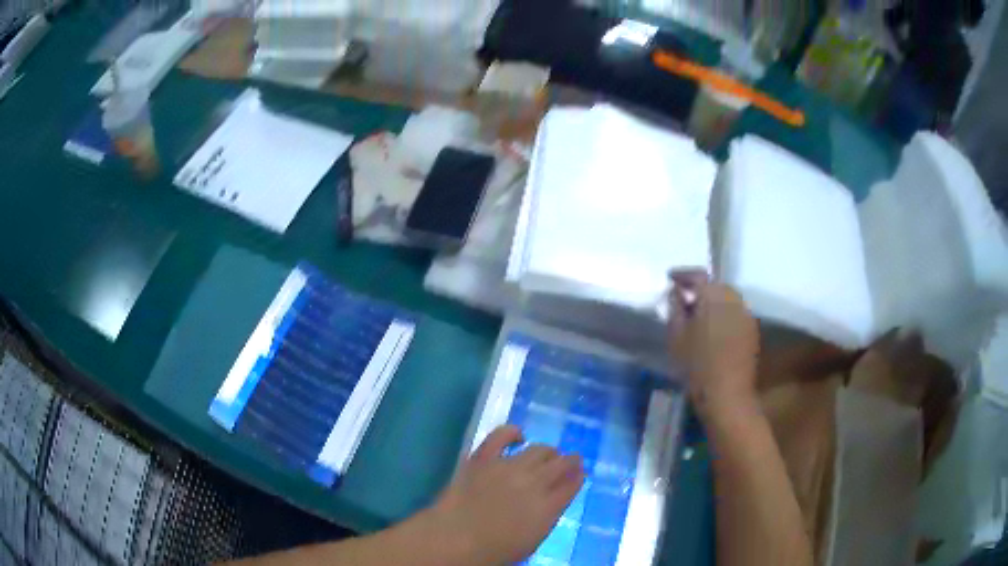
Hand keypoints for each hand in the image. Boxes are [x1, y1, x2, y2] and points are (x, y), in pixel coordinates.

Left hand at [429, 426, 583, 564]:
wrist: (456, 539)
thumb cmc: (495, 550)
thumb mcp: (533, 539)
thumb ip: (547, 516)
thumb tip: (554, 500)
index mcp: (549, 506)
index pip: (573, 483)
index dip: (577, 476)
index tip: (578, 473)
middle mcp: (535, 482)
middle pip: (561, 463)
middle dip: (568, 461)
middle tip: (566, 462)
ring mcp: (509, 467)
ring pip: (539, 449)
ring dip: (547, 452)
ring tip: (546, 454)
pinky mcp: (484, 458)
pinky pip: (501, 436)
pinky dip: (512, 432)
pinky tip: (518, 436)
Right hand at [668, 271, 759, 413]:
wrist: (727, 393)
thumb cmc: (696, 364)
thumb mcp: (676, 335)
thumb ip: (675, 307)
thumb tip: (677, 291)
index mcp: (714, 295)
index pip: (698, 274)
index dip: (683, 274)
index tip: (670, 278)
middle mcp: (734, 298)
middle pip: (715, 285)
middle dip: (699, 289)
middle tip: (683, 300)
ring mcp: (746, 314)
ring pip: (726, 299)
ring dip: (712, 303)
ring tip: (698, 316)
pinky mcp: (752, 330)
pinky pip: (735, 314)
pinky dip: (723, 315)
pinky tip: (713, 331)